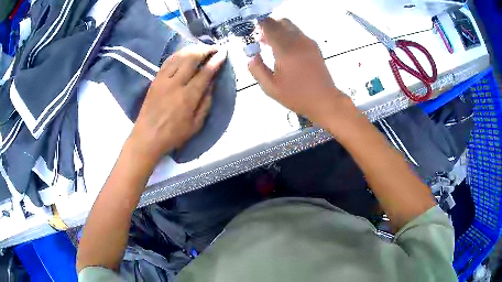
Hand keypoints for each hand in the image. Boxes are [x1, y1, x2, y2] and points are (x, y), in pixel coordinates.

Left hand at [129, 44, 226, 161]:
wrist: (147, 137)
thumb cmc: (173, 135)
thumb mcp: (195, 125)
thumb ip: (205, 104)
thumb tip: (211, 85)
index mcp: (188, 97)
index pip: (205, 73)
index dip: (216, 61)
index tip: (223, 53)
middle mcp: (175, 84)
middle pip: (191, 59)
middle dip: (205, 50)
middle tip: (213, 48)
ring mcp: (163, 80)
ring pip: (179, 57)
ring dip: (192, 49)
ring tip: (201, 48)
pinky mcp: (155, 80)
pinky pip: (167, 62)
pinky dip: (178, 54)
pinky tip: (184, 53)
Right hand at [248, 18, 354, 125]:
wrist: (324, 100)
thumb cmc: (297, 96)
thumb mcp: (270, 87)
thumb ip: (257, 69)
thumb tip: (252, 56)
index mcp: (285, 49)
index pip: (270, 26)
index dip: (259, 25)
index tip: (253, 33)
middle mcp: (298, 40)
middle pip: (281, 22)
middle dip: (269, 27)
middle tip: (262, 40)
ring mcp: (308, 42)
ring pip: (291, 26)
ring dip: (279, 31)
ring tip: (272, 46)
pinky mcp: (314, 47)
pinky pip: (298, 34)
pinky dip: (288, 36)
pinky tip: (286, 51)